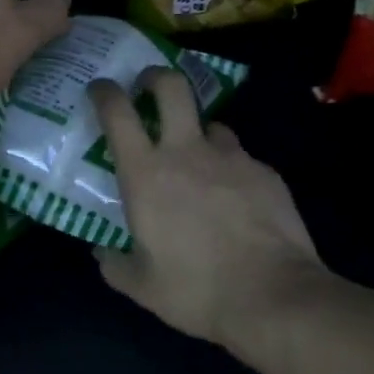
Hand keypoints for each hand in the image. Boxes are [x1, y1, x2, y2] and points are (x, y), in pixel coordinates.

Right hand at [90, 69, 323, 347]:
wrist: (273, 297)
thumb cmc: (196, 290)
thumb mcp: (141, 286)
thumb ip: (115, 264)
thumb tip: (102, 252)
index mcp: (146, 173)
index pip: (117, 112)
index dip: (104, 92)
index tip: (100, 88)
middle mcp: (186, 151)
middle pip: (171, 86)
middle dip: (155, 77)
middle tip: (148, 88)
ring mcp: (231, 157)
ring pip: (211, 124)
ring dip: (198, 134)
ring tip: (200, 161)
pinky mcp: (266, 171)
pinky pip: (241, 159)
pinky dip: (232, 170)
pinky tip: (237, 200)